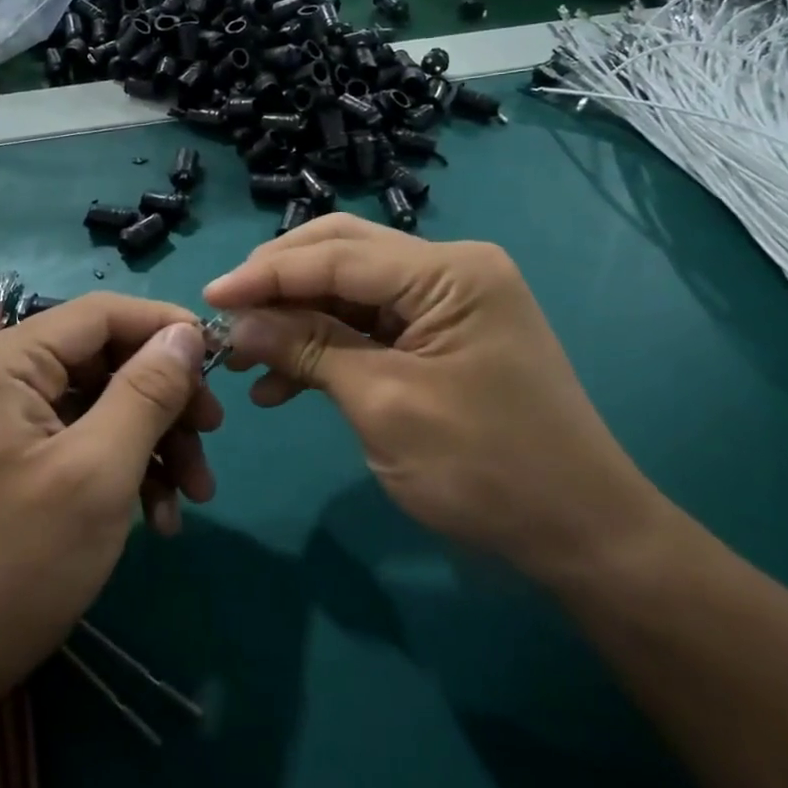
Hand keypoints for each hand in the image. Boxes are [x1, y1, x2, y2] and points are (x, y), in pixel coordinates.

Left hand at [0, 294, 220, 712]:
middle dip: (166, 400)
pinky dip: (123, 469)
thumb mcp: (98, 473)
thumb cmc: (14, 566)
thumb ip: (147, 392)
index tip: (222, 366)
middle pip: (106, 359)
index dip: (167, 329)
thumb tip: (187, 334)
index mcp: (6, 361)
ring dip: (153, 442)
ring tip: (193, 497)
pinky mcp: (10, 459)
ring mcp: (2, 420)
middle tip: (213, 440)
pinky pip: (80, 440)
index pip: (103, 313)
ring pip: (101, 403)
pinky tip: (158, 517)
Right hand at [202, 215, 668, 585]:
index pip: (339, 255)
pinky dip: (326, 347)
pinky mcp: (441, 336)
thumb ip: (309, 350)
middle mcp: (450, 269)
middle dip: (280, 285)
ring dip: (296, 319)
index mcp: (449, 272)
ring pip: (350, 292)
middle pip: (343, 255)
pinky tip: (283, 382)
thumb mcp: (384, 405)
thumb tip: (237, 324)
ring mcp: (448, 302)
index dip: (267, 274)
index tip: (208, 296)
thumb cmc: (485, 468)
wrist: (580, 533)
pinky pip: (370, 327)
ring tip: (244, 357)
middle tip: (226, 315)